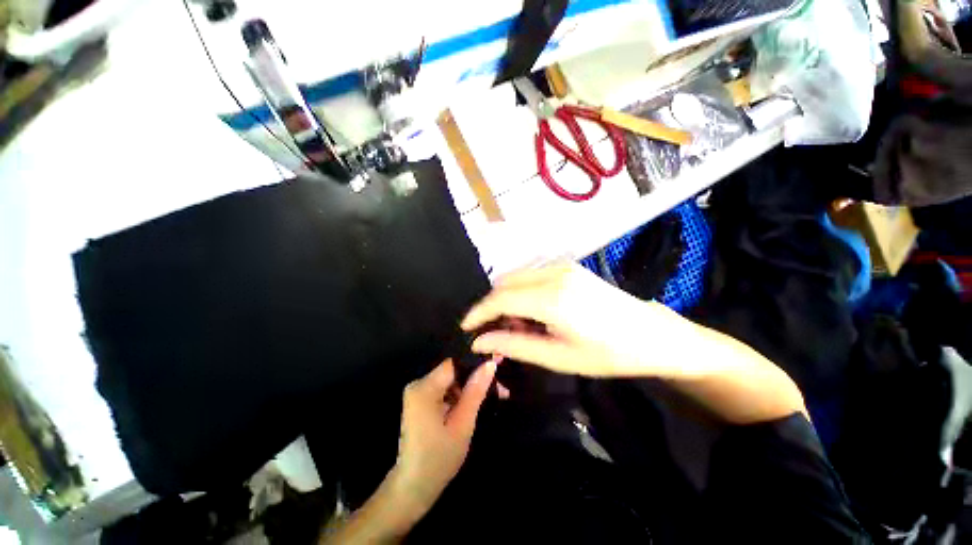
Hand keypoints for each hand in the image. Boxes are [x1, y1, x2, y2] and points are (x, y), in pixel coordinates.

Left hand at [390, 358, 496, 514]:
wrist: (413, 488)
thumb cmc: (439, 458)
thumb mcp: (462, 424)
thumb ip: (476, 391)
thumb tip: (490, 364)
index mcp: (424, 388)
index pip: (454, 364)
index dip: (475, 365)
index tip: (496, 371)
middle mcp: (418, 385)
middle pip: (452, 372)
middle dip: (474, 380)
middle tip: (499, 391)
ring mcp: (417, 393)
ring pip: (450, 381)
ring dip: (468, 389)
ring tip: (489, 400)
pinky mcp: (420, 402)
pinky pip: (444, 390)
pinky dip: (458, 397)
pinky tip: (471, 407)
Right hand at [462, 263, 698, 378]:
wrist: (652, 335)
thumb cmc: (608, 354)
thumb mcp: (558, 357)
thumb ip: (514, 345)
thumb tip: (479, 341)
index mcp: (552, 298)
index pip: (500, 298)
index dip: (478, 312)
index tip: (466, 328)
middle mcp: (553, 274)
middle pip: (504, 283)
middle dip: (492, 307)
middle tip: (497, 333)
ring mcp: (562, 267)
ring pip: (516, 278)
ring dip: (507, 299)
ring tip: (519, 327)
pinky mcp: (568, 268)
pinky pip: (531, 276)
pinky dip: (522, 293)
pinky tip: (534, 313)